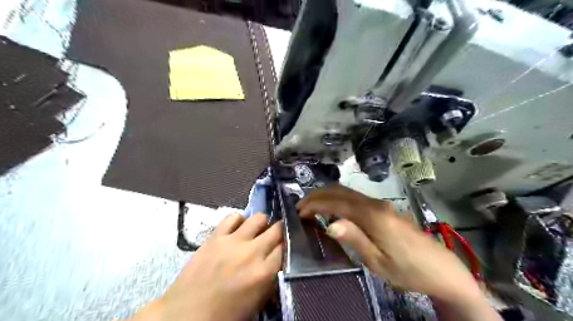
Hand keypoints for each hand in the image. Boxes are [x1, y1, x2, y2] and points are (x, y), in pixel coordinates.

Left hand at [131, 213, 280, 320]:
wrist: (185, 315)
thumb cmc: (224, 315)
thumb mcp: (256, 304)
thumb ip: (270, 280)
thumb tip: (277, 263)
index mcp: (263, 273)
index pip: (286, 247)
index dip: (287, 245)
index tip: (284, 246)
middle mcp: (252, 252)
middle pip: (276, 229)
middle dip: (279, 231)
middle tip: (274, 237)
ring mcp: (232, 241)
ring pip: (258, 217)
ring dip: (262, 223)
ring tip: (257, 231)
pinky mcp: (215, 237)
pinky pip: (233, 217)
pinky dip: (239, 220)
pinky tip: (238, 229)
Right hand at [298, 184, 499, 319]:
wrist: (441, 269)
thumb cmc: (408, 270)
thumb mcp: (378, 262)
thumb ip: (355, 238)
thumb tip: (330, 224)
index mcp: (372, 216)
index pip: (337, 203)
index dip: (316, 204)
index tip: (300, 210)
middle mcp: (375, 204)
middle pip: (341, 191)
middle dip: (318, 195)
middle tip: (301, 206)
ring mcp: (381, 204)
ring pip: (348, 192)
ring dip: (328, 196)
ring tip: (312, 206)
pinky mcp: (384, 209)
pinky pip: (355, 198)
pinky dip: (339, 199)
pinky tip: (333, 208)